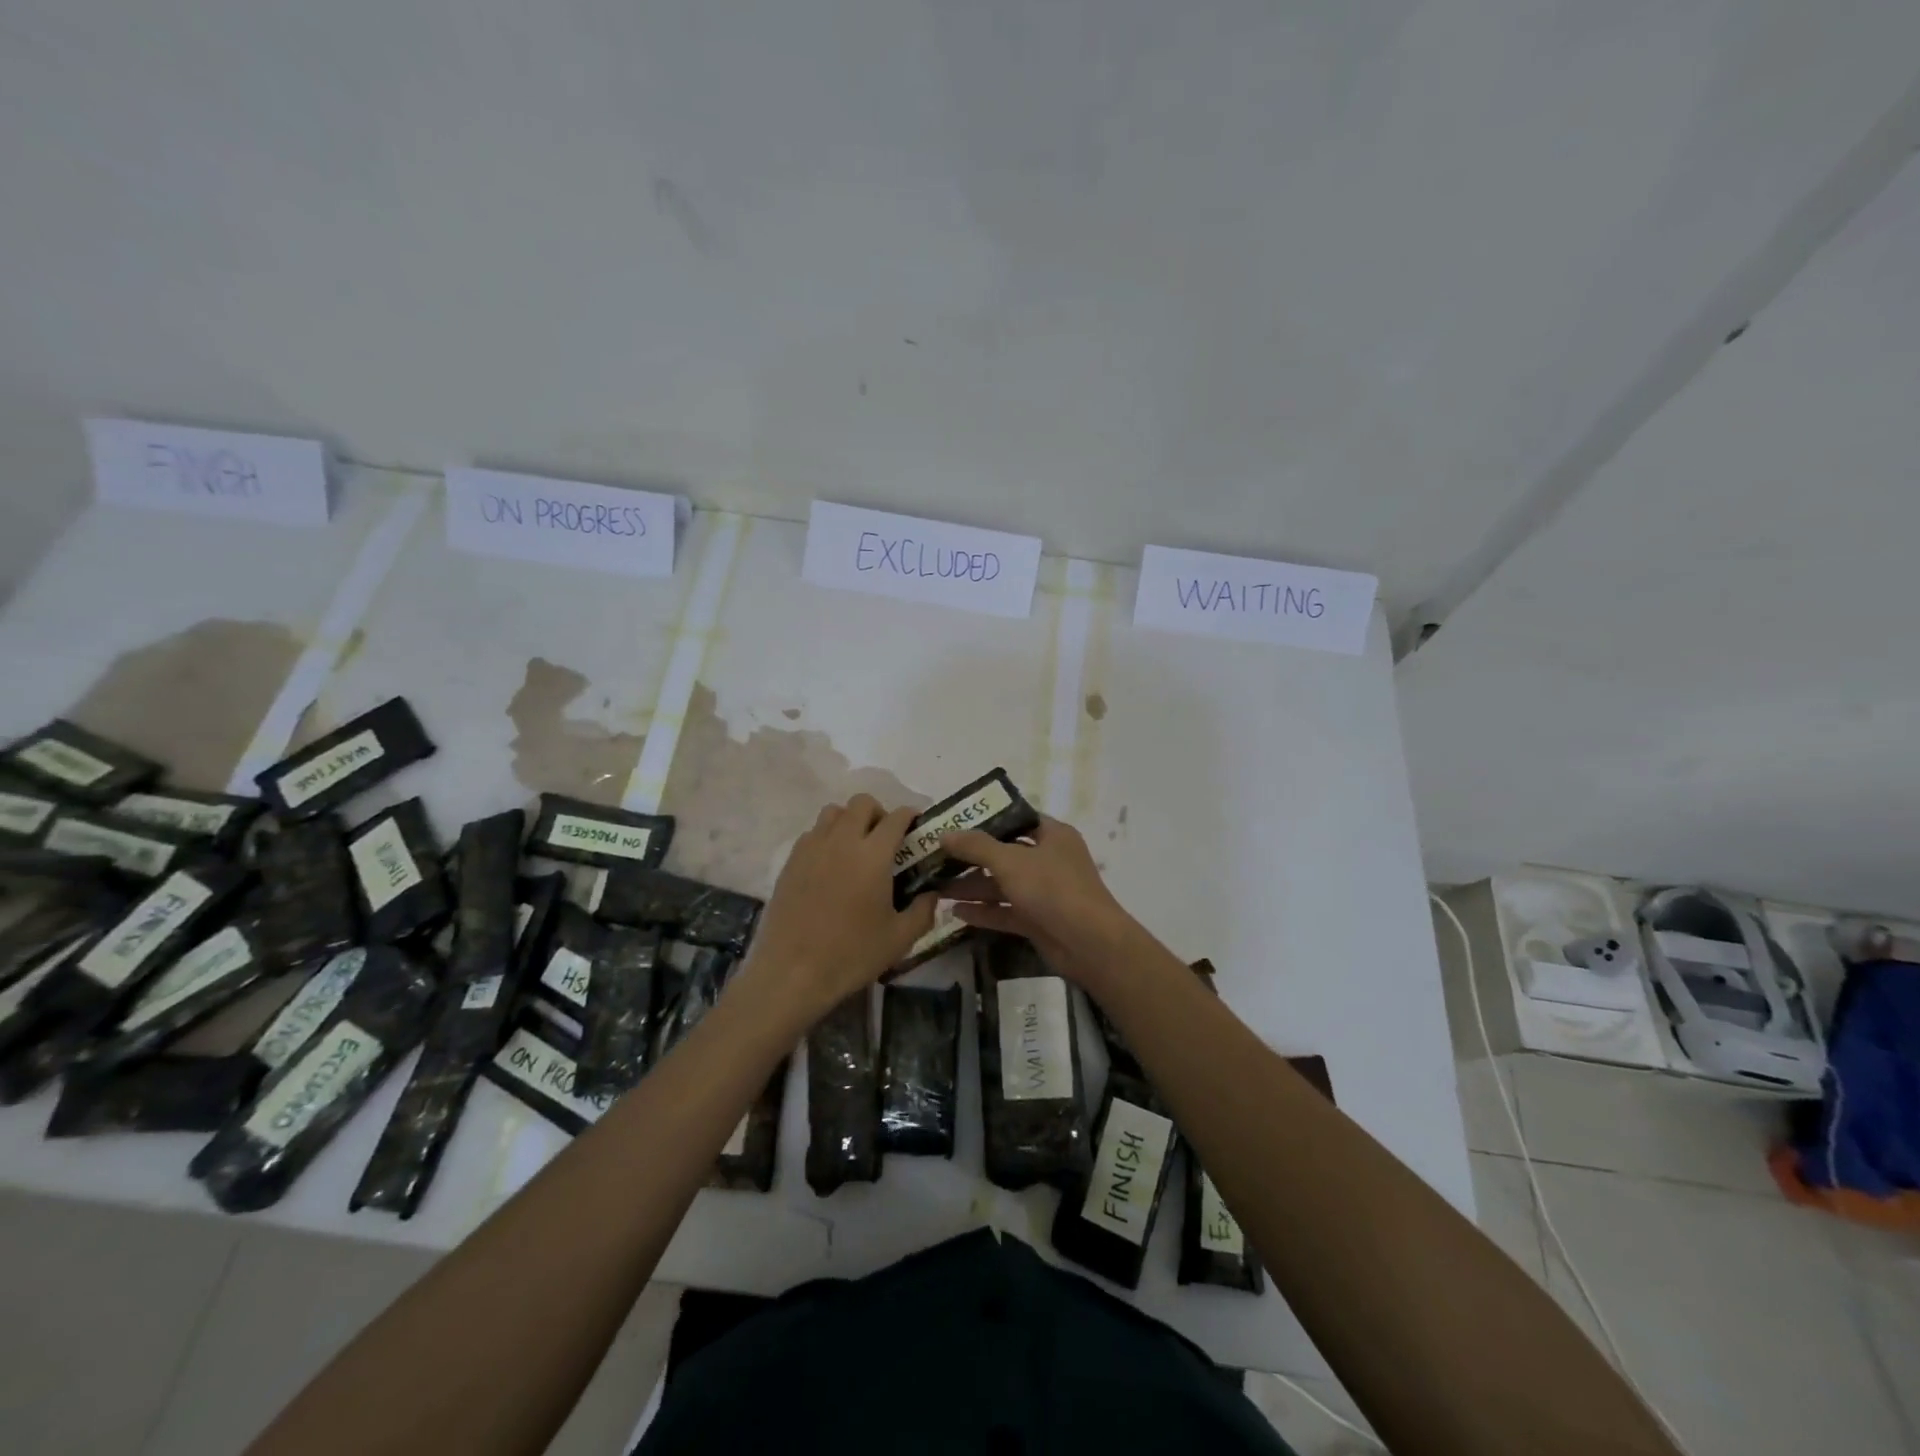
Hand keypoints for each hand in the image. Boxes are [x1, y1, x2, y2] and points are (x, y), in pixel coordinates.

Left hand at [737, 794, 935, 1025]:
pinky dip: (826, 838)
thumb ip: (923, 911)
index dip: (910, 817)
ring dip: (850, 821)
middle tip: (886, 840)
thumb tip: (933, 894)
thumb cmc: (851, 955)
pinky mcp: (791, 862)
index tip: (917, 828)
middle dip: (879, 813)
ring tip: (856, 849)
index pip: (896, 817)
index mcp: (873, 855)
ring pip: (834, 812)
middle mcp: (842, 841)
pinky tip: (831, 866)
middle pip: (862, 803)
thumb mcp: (900, 939)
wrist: (792, 973)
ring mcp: (812, 848)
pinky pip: (813, 833)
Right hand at [941, 816, 1142, 988]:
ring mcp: (1044, 892)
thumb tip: (944, 834)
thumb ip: (976, 847)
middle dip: (972, 858)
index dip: (987, 820)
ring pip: (1002, 885)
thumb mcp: (1010, 861)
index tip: (955, 823)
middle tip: (938, 858)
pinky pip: (1006, 910)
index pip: (1016, 819)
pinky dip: (984, 911)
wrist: (1089, 943)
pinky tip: (955, 912)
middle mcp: (1049, 859)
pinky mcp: (1038, 920)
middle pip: (1005, 854)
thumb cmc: (1052, 888)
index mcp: (1052, 835)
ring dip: (973, 886)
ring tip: (936, 887)